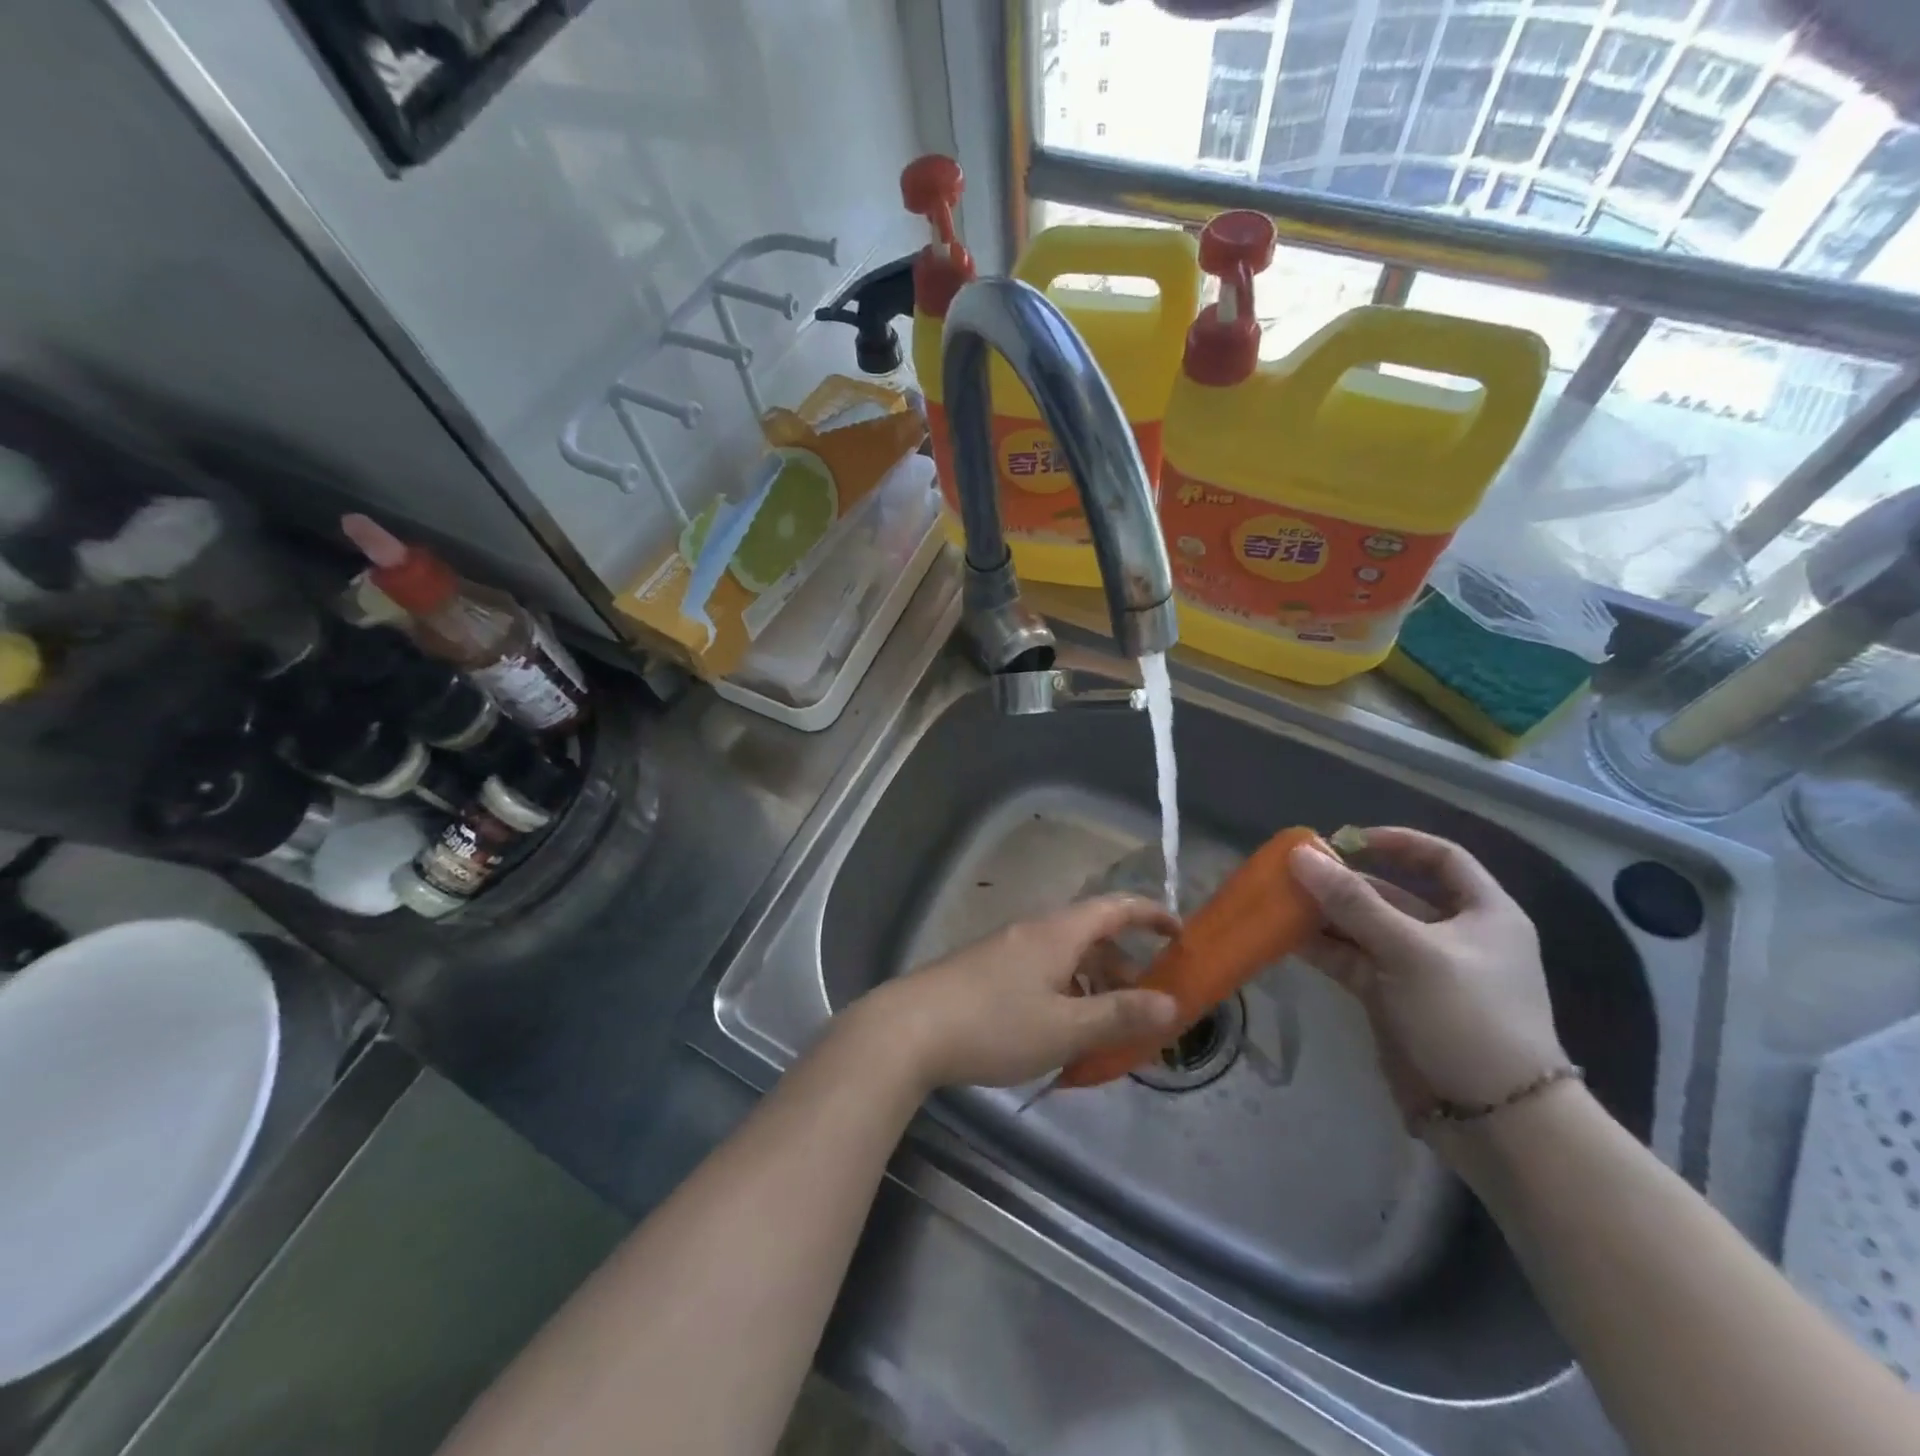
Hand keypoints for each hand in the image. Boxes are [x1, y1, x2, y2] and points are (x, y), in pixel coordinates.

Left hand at [853, 896, 1181, 1090]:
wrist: (908, 1029)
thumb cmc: (994, 1025)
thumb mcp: (1065, 1027)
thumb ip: (1120, 1015)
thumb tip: (1174, 1003)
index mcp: (1057, 933)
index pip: (1115, 906)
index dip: (1151, 914)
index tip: (1180, 935)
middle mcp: (1033, 931)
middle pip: (1091, 935)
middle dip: (1125, 966)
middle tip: (1146, 1008)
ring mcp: (1005, 950)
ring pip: (1065, 957)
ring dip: (1093, 985)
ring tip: (1106, 1030)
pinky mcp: (985, 971)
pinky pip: (1041, 972)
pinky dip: (1064, 993)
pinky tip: (1059, 1033)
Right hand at [1288, 827, 1567, 1124]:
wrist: (1493, 1120)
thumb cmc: (1468, 1018)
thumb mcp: (1411, 951)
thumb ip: (1353, 902)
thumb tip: (1300, 855)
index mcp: (1482, 913)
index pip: (1440, 858)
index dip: (1395, 841)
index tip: (1346, 840)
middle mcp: (1450, 935)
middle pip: (1391, 893)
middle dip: (1343, 882)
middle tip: (1294, 872)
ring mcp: (1418, 969)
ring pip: (1364, 928)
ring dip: (1325, 914)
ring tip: (1279, 901)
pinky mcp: (1391, 999)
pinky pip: (1351, 961)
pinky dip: (1321, 948)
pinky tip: (1285, 937)